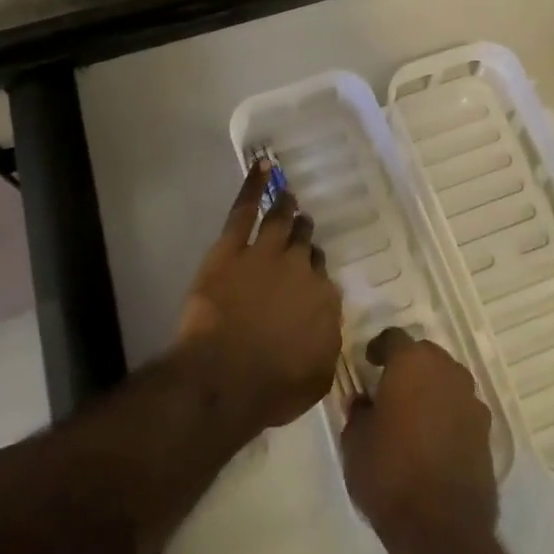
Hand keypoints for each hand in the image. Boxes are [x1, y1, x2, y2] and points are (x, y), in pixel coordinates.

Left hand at [174, 160, 342, 441]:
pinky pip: (244, 209)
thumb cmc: (272, 388)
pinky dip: (253, 185)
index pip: (323, 279)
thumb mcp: (317, 377)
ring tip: (288, 195)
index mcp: (324, 300)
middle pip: (305, 246)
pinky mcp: (231, 247)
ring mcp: (265, 253)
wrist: (226, 377)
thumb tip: (327, 327)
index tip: (310, 275)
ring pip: (280, 221)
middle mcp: (300, 269)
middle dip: (304, 235)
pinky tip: (260, 166)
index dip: (315, 275)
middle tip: (302, 227)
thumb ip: (326, 344)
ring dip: (286, 207)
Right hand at [342, 329, 498, 549]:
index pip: (394, 337)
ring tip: (415, 414)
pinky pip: (462, 410)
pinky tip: (435, 439)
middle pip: (426, 355)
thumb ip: (358, 413)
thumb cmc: (390, 474)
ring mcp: (471, 401)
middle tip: (392, 387)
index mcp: (411, 363)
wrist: (442, 529)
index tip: (369, 362)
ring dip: (432, 389)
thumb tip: (364, 402)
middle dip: (409, 365)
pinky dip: (449, 415)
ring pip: (448, 380)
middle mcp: (446, 371)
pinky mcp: (487, 433)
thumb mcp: (355, 442)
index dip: (379, 347)